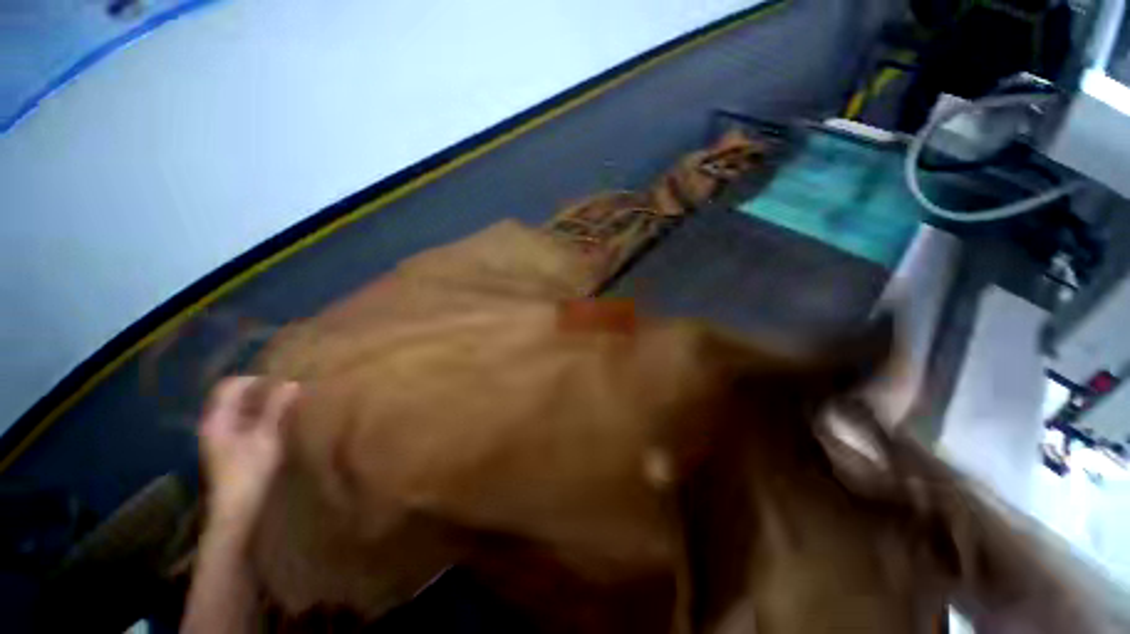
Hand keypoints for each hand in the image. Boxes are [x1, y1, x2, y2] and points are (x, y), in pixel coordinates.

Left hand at [198, 377, 298, 524]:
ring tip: (285, 403)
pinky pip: (242, 420)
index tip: (281, 382)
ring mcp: (219, 436)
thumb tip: (292, 383)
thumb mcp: (266, 438)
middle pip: (233, 396)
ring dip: (260, 402)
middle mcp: (214, 423)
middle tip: (287, 390)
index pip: (230, 386)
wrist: (236, 509)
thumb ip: (277, 409)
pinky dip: (258, 415)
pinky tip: (275, 420)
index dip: (255, 379)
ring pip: (238, 408)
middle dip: (259, 390)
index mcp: (218, 419)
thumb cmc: (249, 471)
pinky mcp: (228, 446)